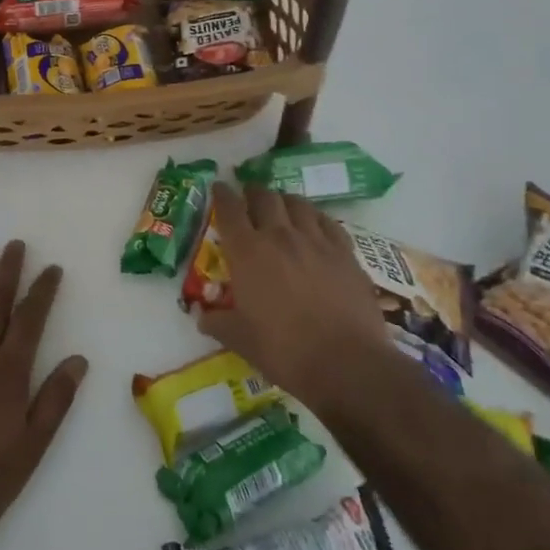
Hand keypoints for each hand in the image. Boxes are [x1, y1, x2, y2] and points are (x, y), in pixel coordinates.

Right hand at [197, 182, 386, 405]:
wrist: (346, 362)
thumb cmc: (285, 352)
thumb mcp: (241, 341)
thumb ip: (219, 324)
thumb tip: (202, 316)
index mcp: (248, 253)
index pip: (229, 211)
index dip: (222, 195)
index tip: (219, 187)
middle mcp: (280, 236)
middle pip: (264, 198)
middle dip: (253, 192)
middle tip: (249, 196)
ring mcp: (315, 240)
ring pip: (297, 203)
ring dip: (284, 201)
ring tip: (281, 206)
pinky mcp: (344, 251)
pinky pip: (327, 221)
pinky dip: (315, 217)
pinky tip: (316, 225)